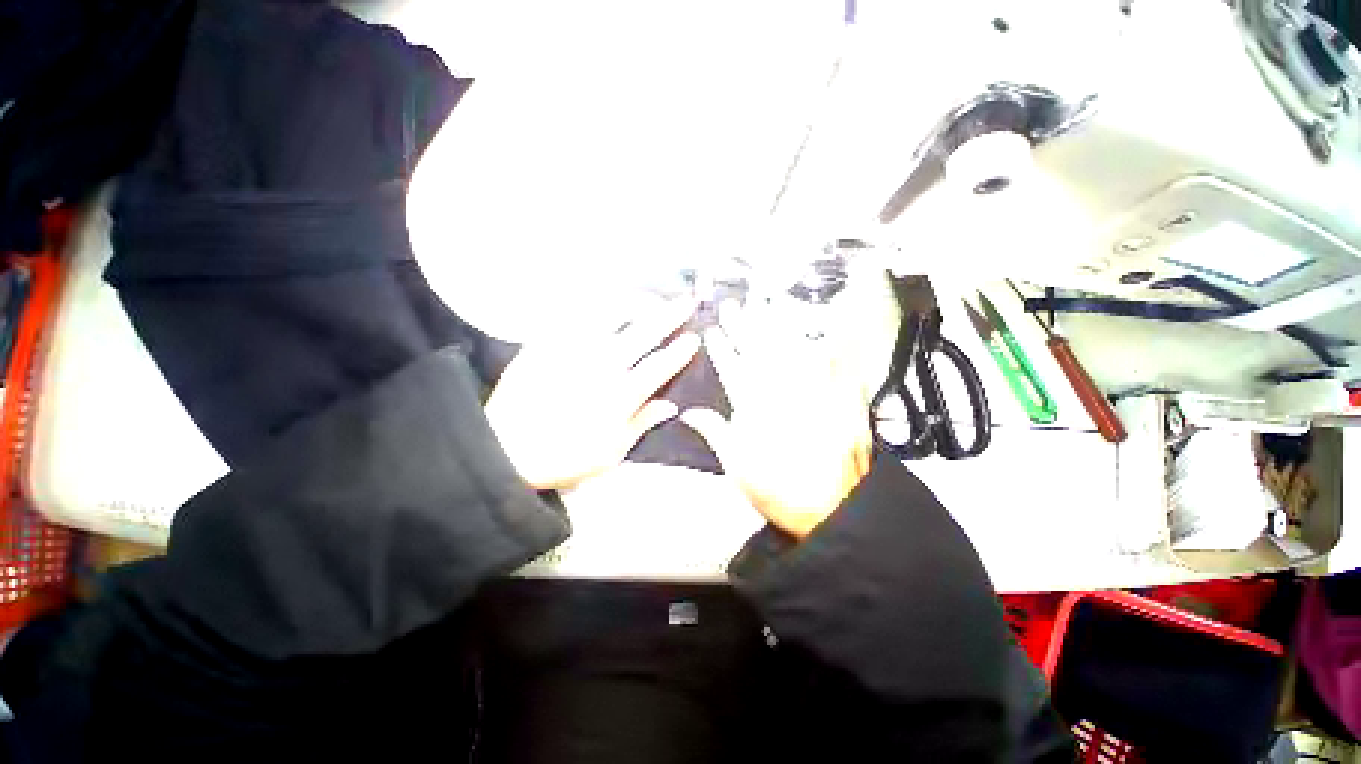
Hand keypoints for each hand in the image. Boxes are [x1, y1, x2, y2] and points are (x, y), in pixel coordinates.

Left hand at [485, 298, 700, 490]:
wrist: (503, 451)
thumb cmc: (563, 457)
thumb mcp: (610, 453)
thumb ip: (641, 424)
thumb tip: (671, 406)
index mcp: (620, 396)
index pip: (659, 366)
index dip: (680, 351)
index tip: (695, 337)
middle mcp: (602, 366)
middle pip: (643, 333)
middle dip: (670, 315)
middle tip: (686, 302)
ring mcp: (573, 350)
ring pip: (610, 315)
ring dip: (634, 302)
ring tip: (648, 296)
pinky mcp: (547, 343)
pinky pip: (573, 314)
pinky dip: (593, 304)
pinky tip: (603, 299)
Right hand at [682, 301, 871, 538]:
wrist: (834, 508)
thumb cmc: (779, 490)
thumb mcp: (738, 467)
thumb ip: (716, 432)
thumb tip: (689, 412)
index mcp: (755, 409)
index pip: (733, 369)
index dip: (722, 349)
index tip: (713, 331)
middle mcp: (783, 393)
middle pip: (760, 352)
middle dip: (744, 326)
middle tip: (734, 305)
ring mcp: (814, 391)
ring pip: (792, 348)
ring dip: (777, 323)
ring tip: (768, 302)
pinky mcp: (840, 395)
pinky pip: (830, 361)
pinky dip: (819, 342)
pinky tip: (812, 328)